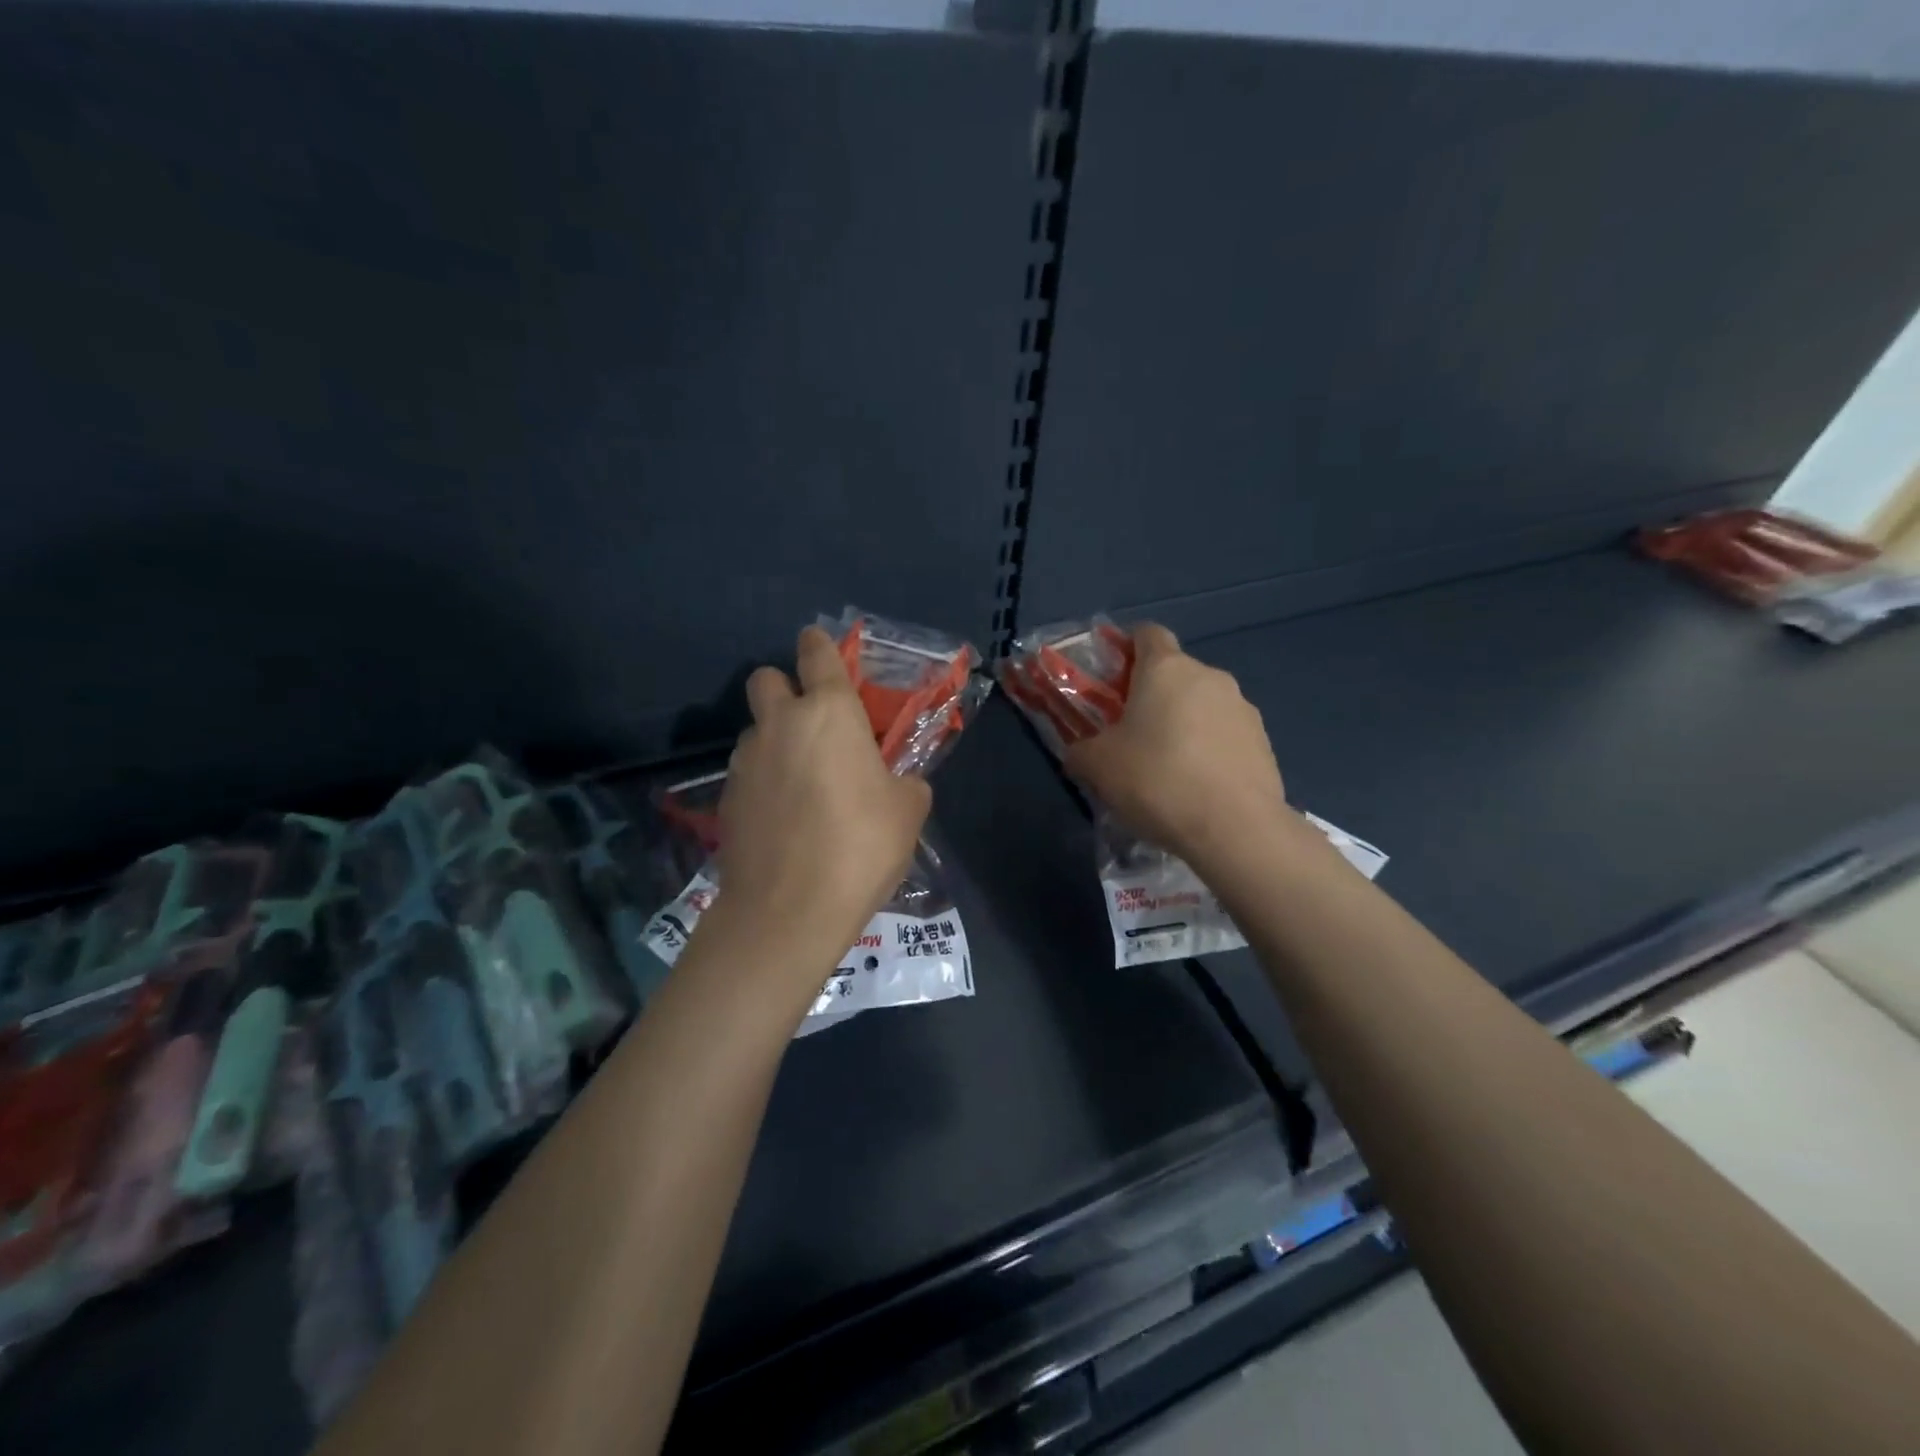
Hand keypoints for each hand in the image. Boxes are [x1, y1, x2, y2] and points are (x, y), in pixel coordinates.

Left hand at [709, 626, 931, 971]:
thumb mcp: (908, 811)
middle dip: (783, 688)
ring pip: (756, 730)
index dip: (818, 644)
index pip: (817, 653)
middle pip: (766, 678)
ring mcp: (746, 760)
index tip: (818, 644)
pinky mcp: (726, 797)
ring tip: (800, 783)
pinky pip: (747, 771)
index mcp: (830, 712)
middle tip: (809, 722)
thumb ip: (905, 782)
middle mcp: (780, 723)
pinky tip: (782, 817)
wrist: (789, 909)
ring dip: (774, 740)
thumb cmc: (860, 846)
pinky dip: (763, 781)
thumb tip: (896, 784)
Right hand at [1062, 624, 1288, 871]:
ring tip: (1166, 768)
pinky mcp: (1264, 742)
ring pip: (1202, 705)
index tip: (1111, 679)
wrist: (1234, 828)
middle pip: (1174, 672)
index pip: (1146, 632)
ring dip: (1183, 723)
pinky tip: (1197, 786)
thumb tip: (1078, 753)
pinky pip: (1225, 735)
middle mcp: (1209, 676)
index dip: (1126, 648)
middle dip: (1151, 696)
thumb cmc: (1156, 780)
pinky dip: (1208, 749)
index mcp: (1166, 668)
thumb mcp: (1097, 766)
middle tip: (1130, 734)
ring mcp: (1243, 708)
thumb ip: (1080, 750)